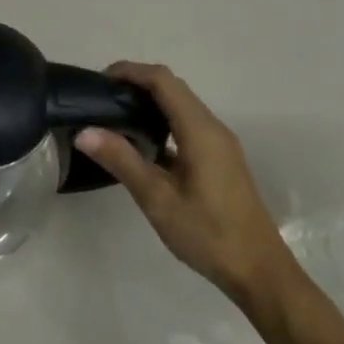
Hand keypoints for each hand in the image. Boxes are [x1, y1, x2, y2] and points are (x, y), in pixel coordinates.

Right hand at [75, 62, 299, 312]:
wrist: (259, 272)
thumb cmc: (208, 234)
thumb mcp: (157, 199)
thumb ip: (122, 160)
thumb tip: (84, 132)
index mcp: (200, 131)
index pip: (163, 81)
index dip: (130, 71)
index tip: (99, 80)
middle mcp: (213, 128)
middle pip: (173, 87)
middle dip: (136, 83)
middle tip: (100, 99)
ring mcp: (219, 144)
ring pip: (181, 105)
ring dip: (149, 101)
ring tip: (113, 116)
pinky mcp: (219, 159)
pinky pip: (187, 124)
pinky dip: (161, 120)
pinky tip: (141, 143)